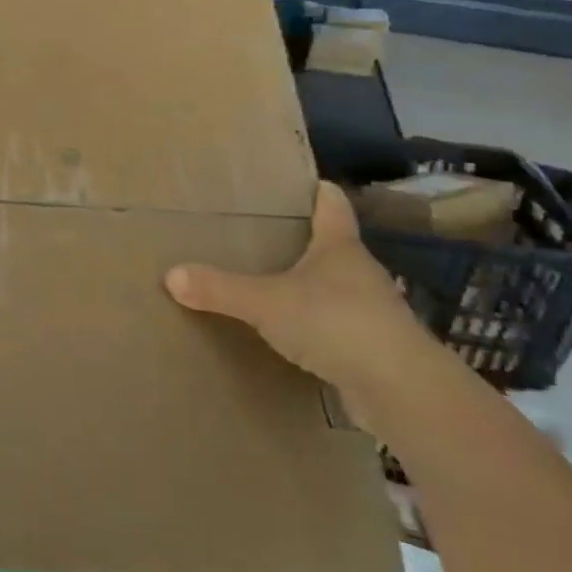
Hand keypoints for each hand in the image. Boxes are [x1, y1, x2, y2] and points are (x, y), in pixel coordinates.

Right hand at [164, 182, 429, 409]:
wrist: (401, 391)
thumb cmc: (336, 324)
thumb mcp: (266, 302)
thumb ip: (219, 289)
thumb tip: (170, 275)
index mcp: (339, 248)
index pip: (331, 206)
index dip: (318, 191)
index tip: (303, 180)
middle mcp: (359, 274)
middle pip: (332, 247)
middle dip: (303, 241)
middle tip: (262, 234)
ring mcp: (370, 313)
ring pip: (334, 288)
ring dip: (308, 286)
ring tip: (269, 284)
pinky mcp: (371, 350)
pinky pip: (334, 327)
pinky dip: (313, 325)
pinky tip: (289, 334)